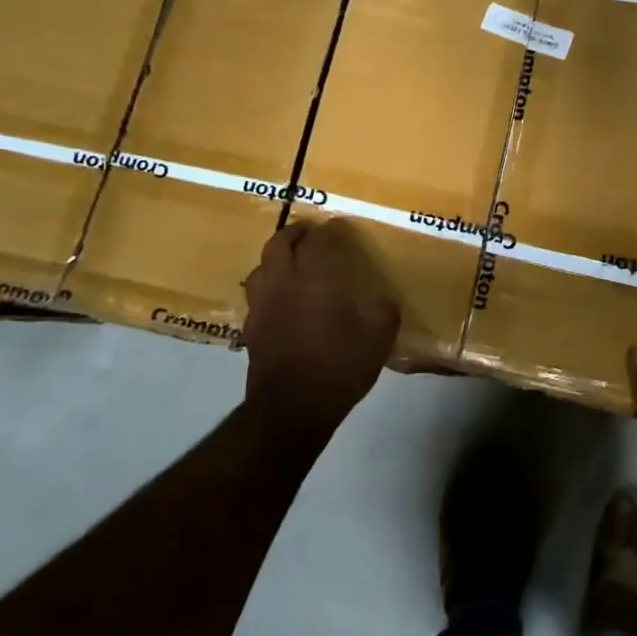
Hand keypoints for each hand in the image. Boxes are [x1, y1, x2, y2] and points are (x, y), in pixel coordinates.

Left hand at [243, 219, 400, 440]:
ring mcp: (263, 307)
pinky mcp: (252, 330)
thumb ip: (384, 312)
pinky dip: (268, 290)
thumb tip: (384, 302)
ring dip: (274, 259)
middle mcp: (284, 283)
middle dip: (293, 233)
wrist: (292, 409)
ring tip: (289, 263)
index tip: (337, 226)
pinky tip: (280, 301)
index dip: (328, 230)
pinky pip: (256, 298)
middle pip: (278, 245)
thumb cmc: (338, 366)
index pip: (318, 240)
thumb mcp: (378, 338)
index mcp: (315, 278)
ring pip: (260, 269)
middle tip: (307, 233)